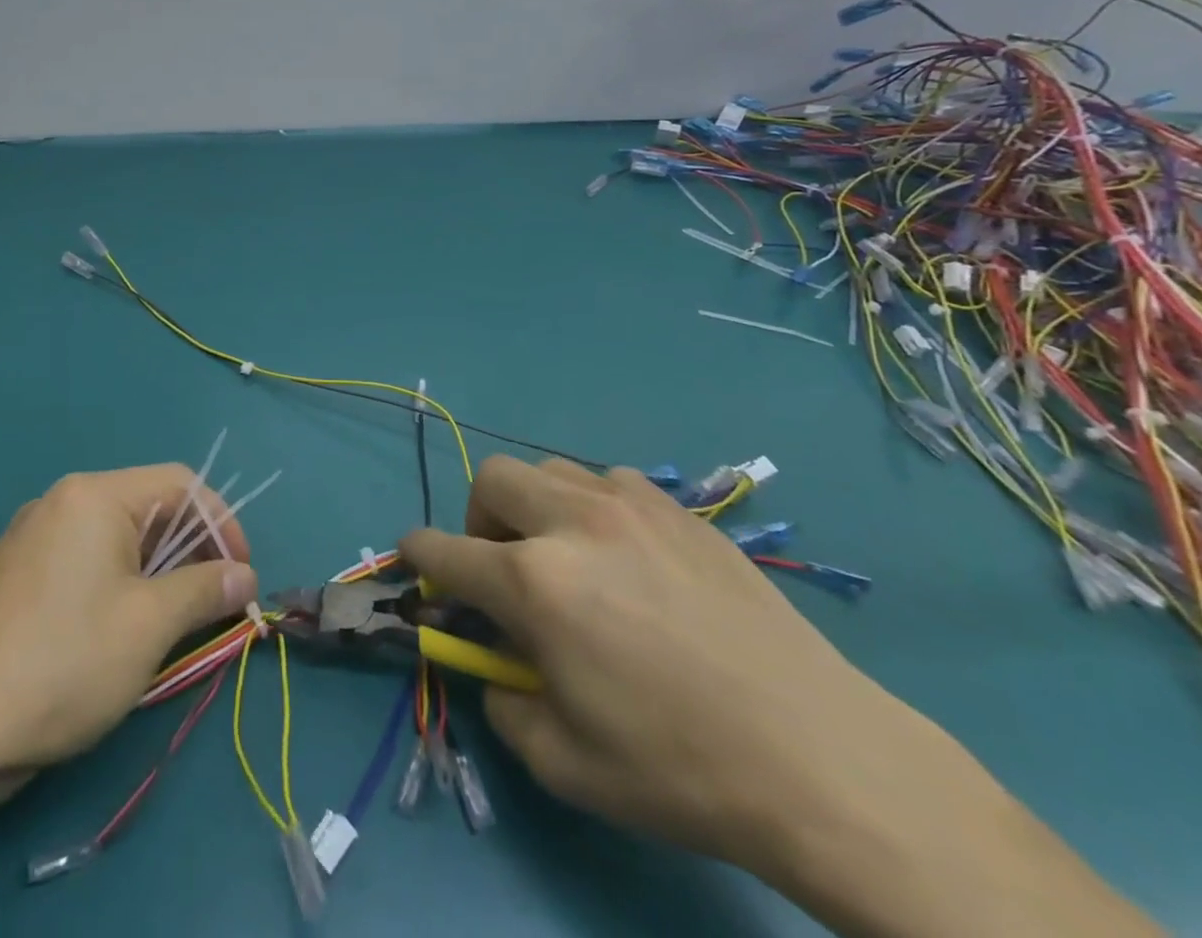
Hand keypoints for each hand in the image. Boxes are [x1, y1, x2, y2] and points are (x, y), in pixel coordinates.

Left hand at [0, 464, 258, 778]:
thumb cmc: (62, 663)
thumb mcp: (149, 626)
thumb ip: (205, 590)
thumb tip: (246, 576)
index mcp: (95, 495)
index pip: (180, 484)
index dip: (222, 524)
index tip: (243, 576)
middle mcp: (63, 501)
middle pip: (149, 508)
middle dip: (192, 551)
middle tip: (216, 603)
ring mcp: (36, 538)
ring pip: (119, 539)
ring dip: (159, 573)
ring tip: (176, 624)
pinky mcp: (20, 576)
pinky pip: (88, 562)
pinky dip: (122, 585)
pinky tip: (125, 632)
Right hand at [400, 456, 948, 870]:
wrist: (824, 761)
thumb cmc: (680, 768)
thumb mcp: (565, 762)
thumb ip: (503, 701)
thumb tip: (493, 662)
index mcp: (535, 582)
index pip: (444, 549)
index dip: (418, 556)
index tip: (414, 564)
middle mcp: (573, 523)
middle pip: (491, 480)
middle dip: (478, 520)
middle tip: (505, 569)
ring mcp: (631, 506)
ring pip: (550, 471)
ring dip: (536, 508)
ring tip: (568, 558)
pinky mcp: (681, 511)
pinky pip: (609, 482)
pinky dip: (592, 507)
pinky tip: (627, 556)